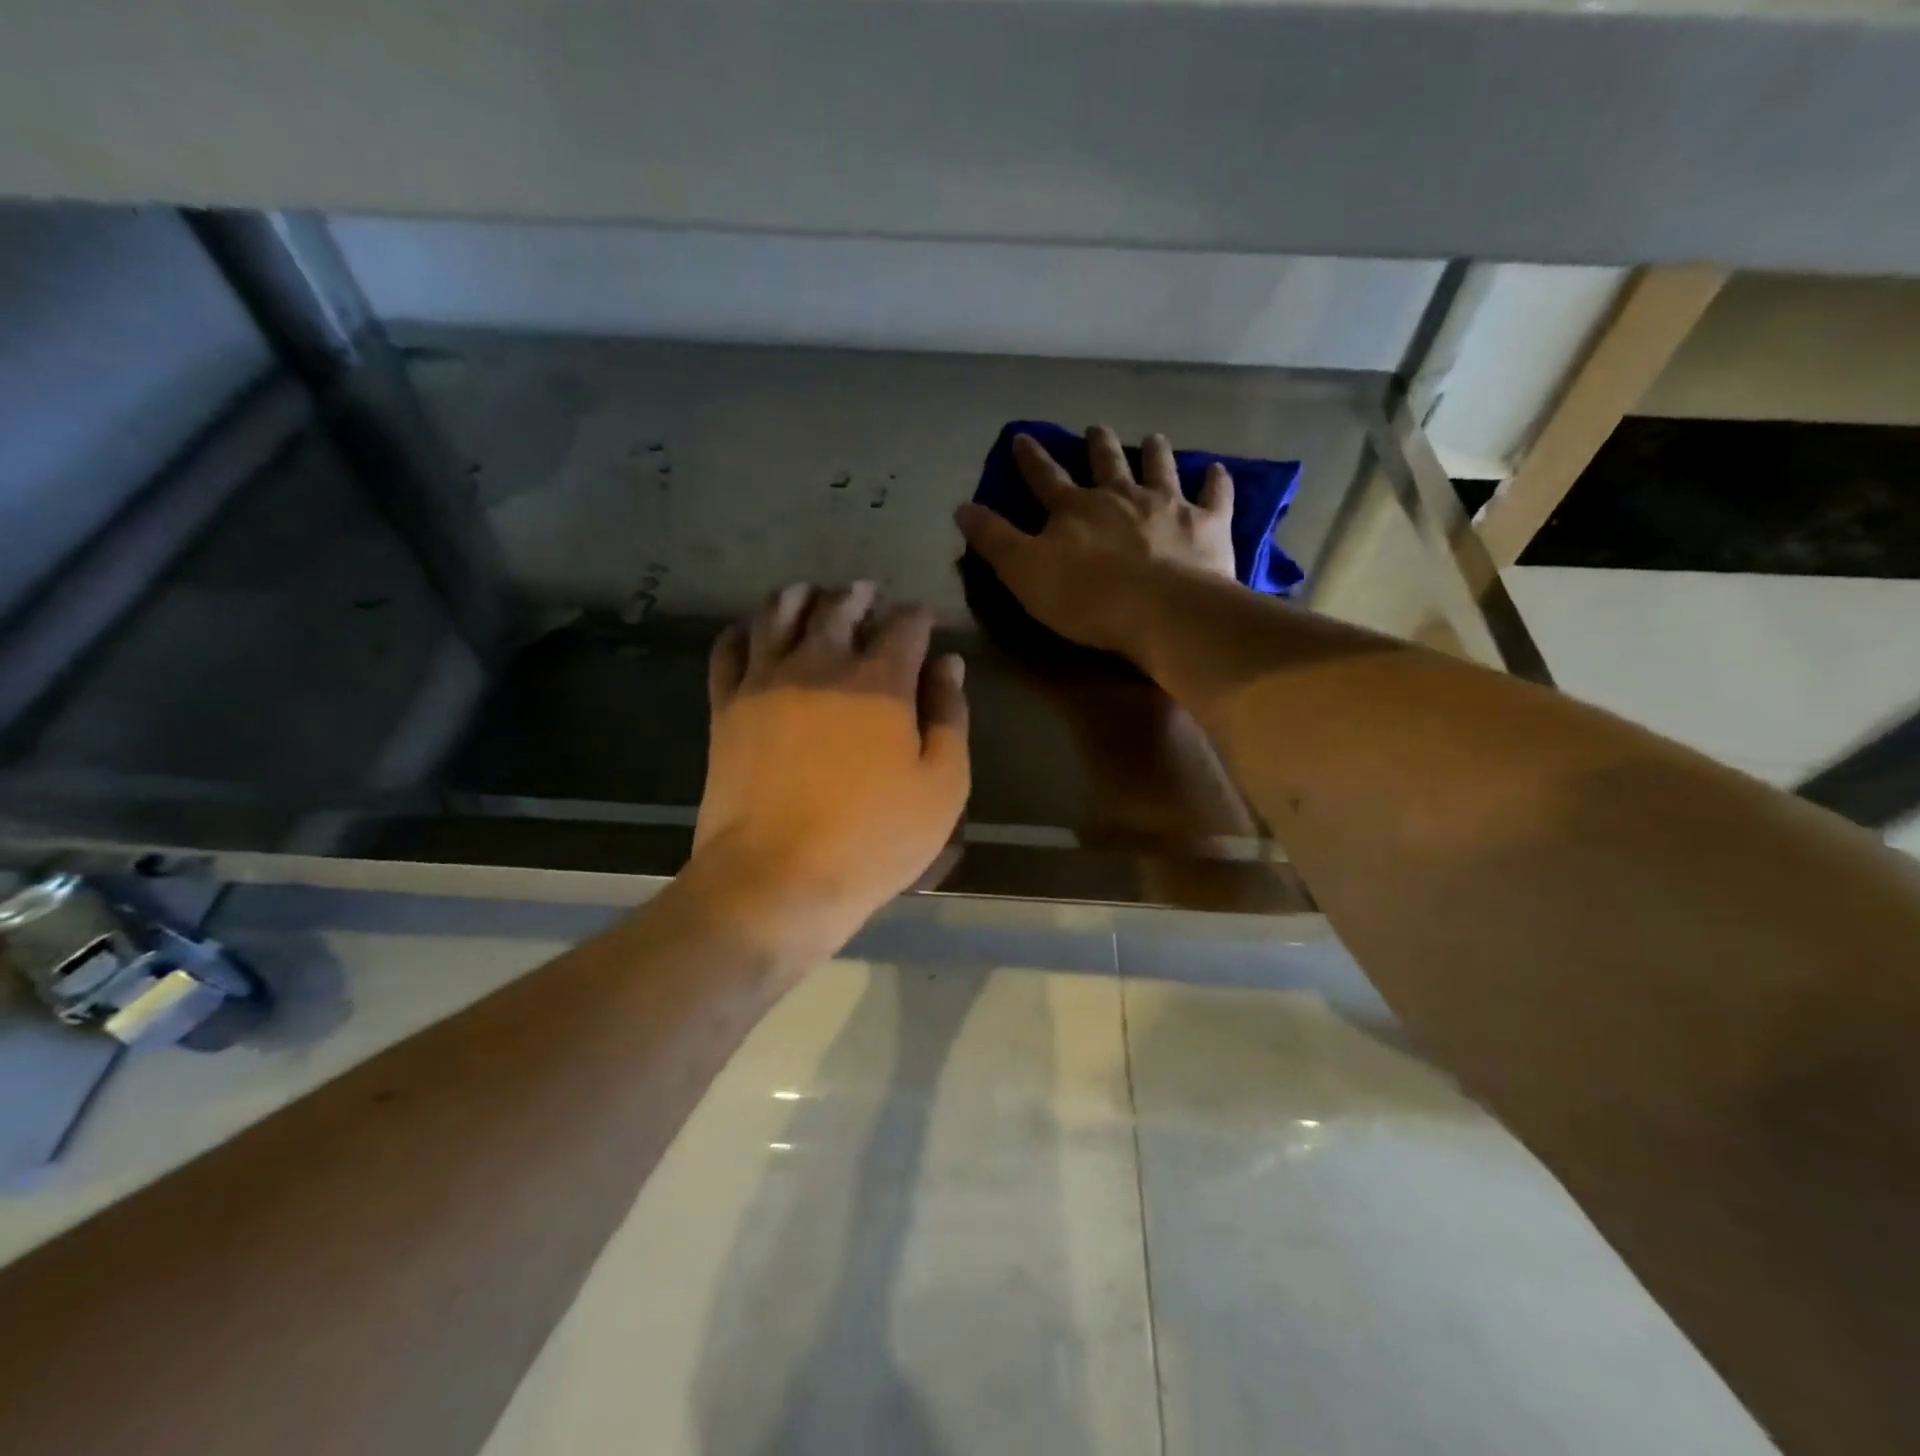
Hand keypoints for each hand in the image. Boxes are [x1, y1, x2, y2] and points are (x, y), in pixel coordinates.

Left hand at [684, 581, 968, 962]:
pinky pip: (729, 650)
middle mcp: (821, 664)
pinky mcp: (727, 707)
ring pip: (779, 614)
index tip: (923, 618)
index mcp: (880, 680)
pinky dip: (744, 631)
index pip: (904, 626)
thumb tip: (948, 663)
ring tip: (810, 594)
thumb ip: (949, 716)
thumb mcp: (941, 785)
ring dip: (799, 597)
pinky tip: (752, 631)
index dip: (917, 616)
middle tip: (866, 592)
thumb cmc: (873, 838)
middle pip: (838, 607)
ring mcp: (766, 681)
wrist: (777, 878)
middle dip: (858, 595)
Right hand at [955, 426, 1235, 653]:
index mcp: (1075, 508)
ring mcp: (1168, 505)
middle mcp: (1121, 495)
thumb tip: (962, 507)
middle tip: (1095, 429)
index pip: (1044, 476)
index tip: (1022, 437)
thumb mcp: (1024, 572)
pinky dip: (1215, 481)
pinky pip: (1214, 495)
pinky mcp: (1207, 525)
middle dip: (1097, 444)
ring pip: (1159, 467)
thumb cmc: (1086, 598)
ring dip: (1154, 451)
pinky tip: (1217, 470)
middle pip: (1106, 461)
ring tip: (1153, 438)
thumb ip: (994, 540)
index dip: (1030, 457)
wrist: (1162, 611)